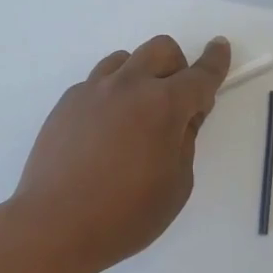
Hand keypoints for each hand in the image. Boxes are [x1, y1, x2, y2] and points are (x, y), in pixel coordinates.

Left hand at [8, 35, 230, 272]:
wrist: (52, 225)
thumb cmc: (124, 214)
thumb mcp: (176, 185)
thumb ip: (185, 141)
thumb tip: (182, 116)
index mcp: (163, 105)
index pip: (199, 75)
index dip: (215, 60)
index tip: (220, 46)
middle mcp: (128, 85)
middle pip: (161, 49)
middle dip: (177, 66)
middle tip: (176, 102)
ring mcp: (93, 90)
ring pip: (126, 59)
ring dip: (141, 75)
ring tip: (136, 115)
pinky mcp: (67, 101)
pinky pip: (98, 82)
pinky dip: (112, 94)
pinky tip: (105, 130)